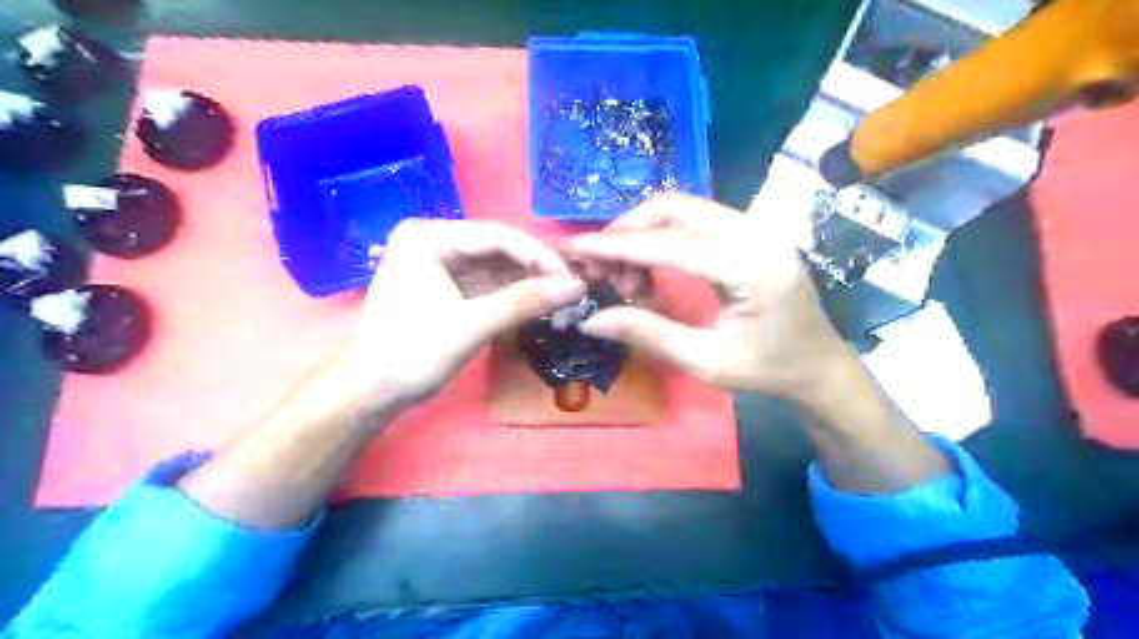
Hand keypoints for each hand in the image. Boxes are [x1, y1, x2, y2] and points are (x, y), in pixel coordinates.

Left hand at [336, 217, 587, 409]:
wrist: (371, 392)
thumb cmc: (411, 354)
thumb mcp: (471, 325)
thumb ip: (525, 302)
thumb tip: (577, 287)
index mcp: (429, 237)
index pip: (497, 235)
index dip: (540, 256)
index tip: (574, 279)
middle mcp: (434, 241)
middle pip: (499, 249)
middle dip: (536, 270)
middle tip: (574, 289)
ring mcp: (440, 264)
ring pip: (497, 267)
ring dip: (529, 283)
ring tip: (564, 298)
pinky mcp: (447, 286)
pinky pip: (488, 284)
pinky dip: (513, 295)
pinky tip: (540, 304)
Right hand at [563, 191, 848, 407]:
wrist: (819, 364)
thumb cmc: (768, 370)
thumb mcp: (706, 362)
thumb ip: (648, 334)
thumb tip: (592, 319)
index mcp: (752, 268)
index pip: (671, 244)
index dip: (619, 245)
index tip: (576, 248)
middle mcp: (757, 233)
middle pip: (675, 207)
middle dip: (627, 230)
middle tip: (601, 267)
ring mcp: (757, 225)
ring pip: (683, 205)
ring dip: (644, 229)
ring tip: (626, 272)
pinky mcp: (751, 229)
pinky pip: (696, 216)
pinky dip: (663, 232)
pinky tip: (653, 263)